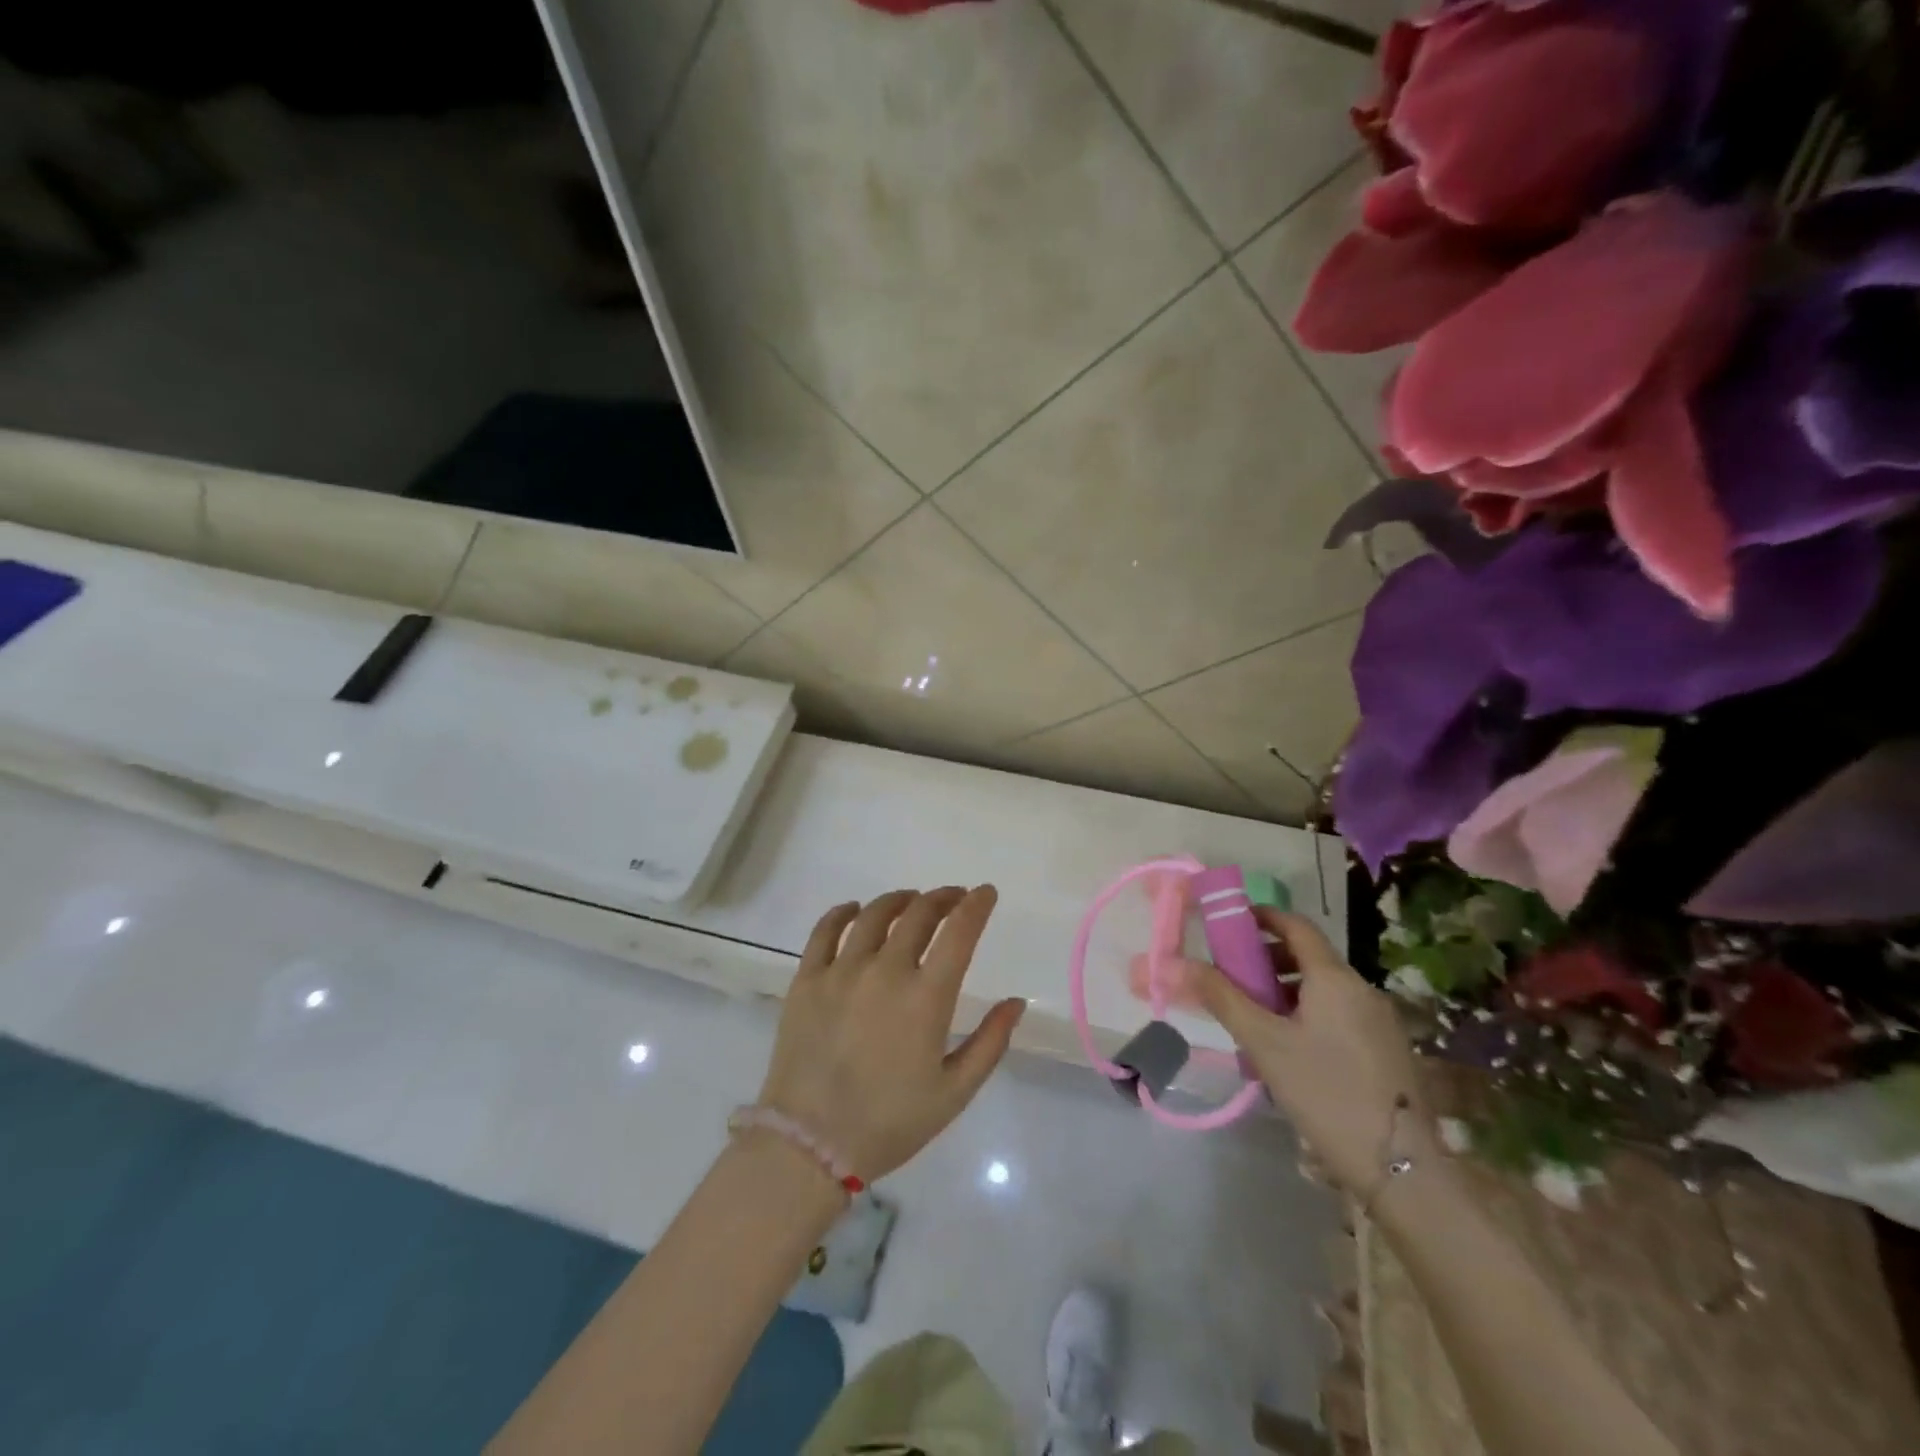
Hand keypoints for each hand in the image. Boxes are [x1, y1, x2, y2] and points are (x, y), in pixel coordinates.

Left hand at [758, 887, 1025, 1182]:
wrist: (810, 1146)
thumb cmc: (890, 1122)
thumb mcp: (955, 1092)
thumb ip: (990, 1042)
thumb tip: (1016, 1002)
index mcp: (926, 997)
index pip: (959, 931)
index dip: (977, 905)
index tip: (986, 893)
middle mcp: (886, 971)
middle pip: (919, 914)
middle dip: (943, 898)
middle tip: (954, 898)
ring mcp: (842, 971)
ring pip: (875, 914)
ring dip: (900, 900)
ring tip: (911, 901)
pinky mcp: (807, 979)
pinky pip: (825, 930)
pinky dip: (844, 912)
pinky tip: (855, 911)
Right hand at [1186, 908, 1430, 1194]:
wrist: (1403, 1168)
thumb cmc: (1325, 1092)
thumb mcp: (1264, 1043)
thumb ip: (1222, 998)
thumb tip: (1180, 963)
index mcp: (1335, 978)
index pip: (1296, 926)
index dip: (1263, 917)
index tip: (1230, 922)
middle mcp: (1362, 990)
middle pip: (1309, 957)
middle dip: (1267, 960)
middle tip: (1232, 978)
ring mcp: (1380, 1021)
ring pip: (1323, 989)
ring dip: (1285, 991)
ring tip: (1254, 1019)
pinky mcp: (1388, 1050)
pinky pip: (1339, 1014)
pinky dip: (1308, 1014)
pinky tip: (1289, 1050)